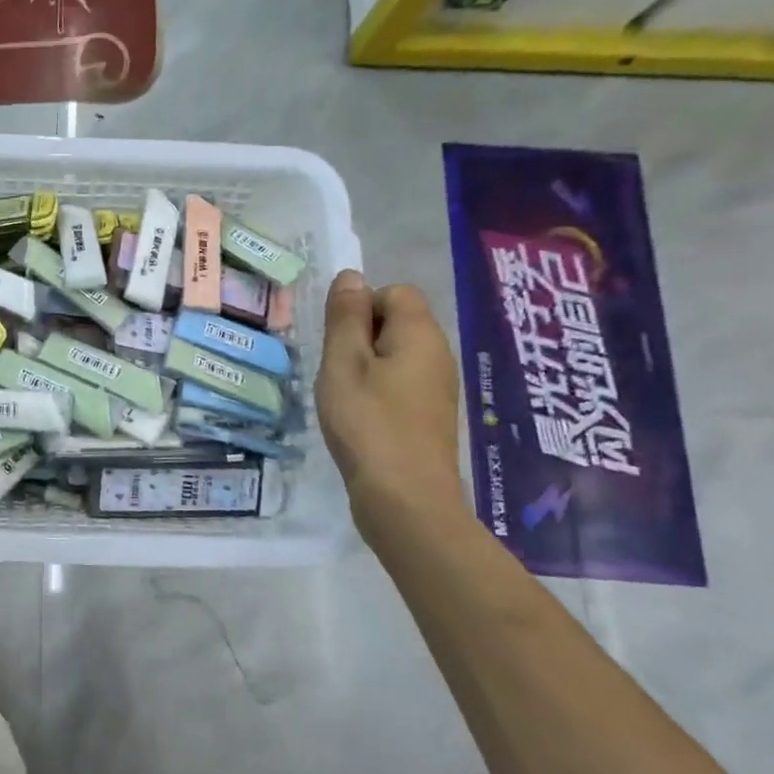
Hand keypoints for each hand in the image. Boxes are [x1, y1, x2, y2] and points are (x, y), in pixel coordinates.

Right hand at [314, 270, 466, 532]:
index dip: (360, 307)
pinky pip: (400, 383)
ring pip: (396, 355)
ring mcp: (437, 387)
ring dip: (365, 366)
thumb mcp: (343, 363)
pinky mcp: (429, 415)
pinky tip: (359, 418)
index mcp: (420, 334)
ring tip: (343, 396)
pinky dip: (376, 391)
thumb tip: (351, 276)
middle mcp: (437, 354)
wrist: (405, 498)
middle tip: (335, 371)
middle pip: (397, 322)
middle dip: (360, 337)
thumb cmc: (368, 423)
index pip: (394, 292)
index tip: (338, 343)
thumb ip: (345, 317)